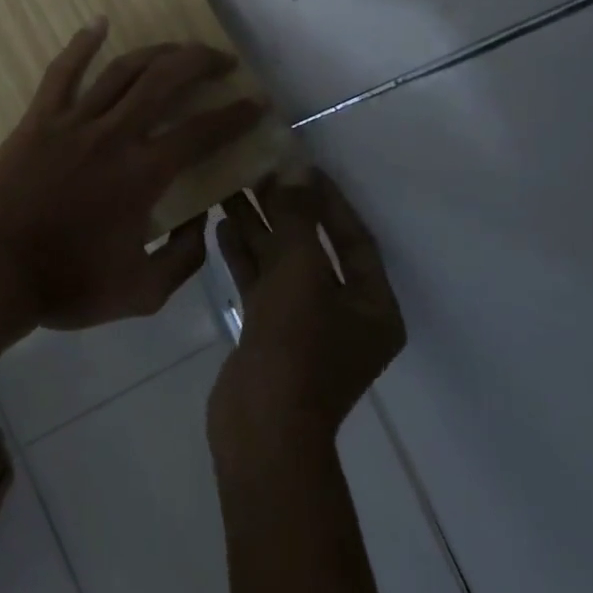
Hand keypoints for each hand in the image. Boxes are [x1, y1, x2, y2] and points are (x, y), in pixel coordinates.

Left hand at [0, 19, 264, 329]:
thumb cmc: (66, 285)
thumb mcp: (142, 293)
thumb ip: (184, 259)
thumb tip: (204, 223)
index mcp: (143, 175)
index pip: (202, 132)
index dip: (236, 114)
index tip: (256, 103)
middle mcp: (114, 136)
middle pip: (166, 81)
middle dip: (202, 62)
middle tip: (224, 62)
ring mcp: (72, 123)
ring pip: (122, 70)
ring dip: (157, 52)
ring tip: (180, 48)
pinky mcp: (38, 121)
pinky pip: (62, 73)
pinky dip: (81, 44)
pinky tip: (99, 23)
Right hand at [208, 173, 405, 451]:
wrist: (262, 427)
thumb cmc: (296, 347)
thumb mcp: (301, 273)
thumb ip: (298, 219)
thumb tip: (296, 170)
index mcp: (372, 306)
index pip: (355, 238)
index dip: (329, 199)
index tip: (301, 164)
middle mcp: (345, 314)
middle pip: (315, 248)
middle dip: (285, 210)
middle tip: (256, 170)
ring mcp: (305, 327)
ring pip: (282, 265)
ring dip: (259, 229)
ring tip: (230, 189)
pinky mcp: (270, 335)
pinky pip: (260, 285)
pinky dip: (244, 257)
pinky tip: (220, 226)